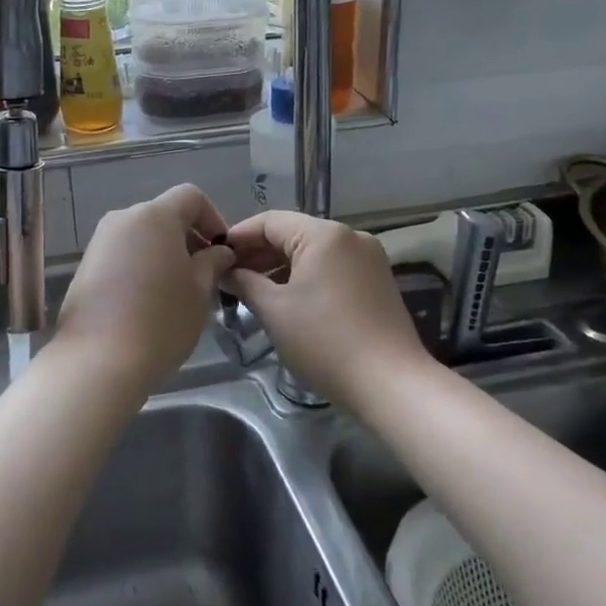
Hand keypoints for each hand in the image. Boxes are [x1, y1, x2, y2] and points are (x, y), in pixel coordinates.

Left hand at [51, 185, 235, 390]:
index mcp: (155, 216)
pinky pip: (122, 254)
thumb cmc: (161, 321)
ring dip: (164, 253)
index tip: (222, 252)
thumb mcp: (199, 291)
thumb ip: (212, 262)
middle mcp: (123, 219)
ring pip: (142, 236)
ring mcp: (100, 241)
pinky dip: (141, 266)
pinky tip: (148, 301)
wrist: (98, 361)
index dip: (213, 218)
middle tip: (204, 274)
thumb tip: (219, 252)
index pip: (191, 197)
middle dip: (188, 238)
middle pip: (164, 215)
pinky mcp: (86, 266)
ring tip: (177, 291)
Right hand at [222, 211, 423, 407]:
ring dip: (281, 266)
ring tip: (253, 291)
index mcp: (324, 234)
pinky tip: (287, 299)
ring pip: (313, 251)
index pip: (270, 221)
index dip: (238, 236)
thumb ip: (244, 282)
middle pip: (293, 233)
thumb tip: (225, 271)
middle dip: (259, 253)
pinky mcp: (377, 281)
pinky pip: (332, 267)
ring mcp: (368, 258)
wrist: (391, 384)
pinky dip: (306, 277)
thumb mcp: (274, 310)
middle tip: (229, 277)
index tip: (214, 256)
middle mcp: (350, 236)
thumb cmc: (325, 341)